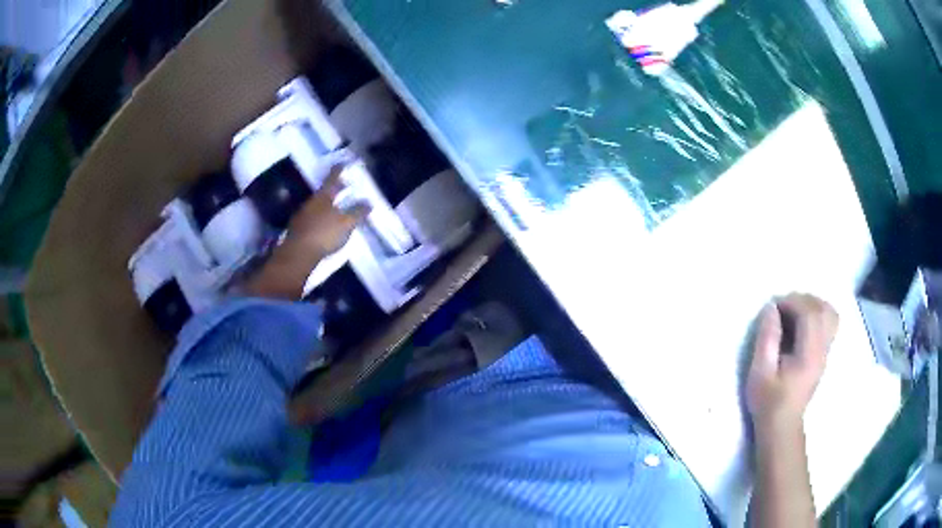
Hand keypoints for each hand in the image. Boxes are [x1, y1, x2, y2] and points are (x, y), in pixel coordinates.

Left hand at [244, 165, 369, 299]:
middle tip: (343, 187)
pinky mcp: (297, 230)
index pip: (333, 179)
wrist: (298, 255)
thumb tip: (368, 202)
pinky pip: (311, 219)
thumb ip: (358, 212)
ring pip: (316, 206)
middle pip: (323, 192)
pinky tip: (324, 226)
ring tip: (336, 209)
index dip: (338, 171)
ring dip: (326, 206)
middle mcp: (311, 203)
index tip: (342, 163)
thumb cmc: (324, 234)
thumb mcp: (346, 223)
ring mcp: (302, 216)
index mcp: (323, 197)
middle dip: (333, 190)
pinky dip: (320, 219)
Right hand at [746, 294, 838, 434]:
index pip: (809, 314)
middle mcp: (822, 349)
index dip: (792, 302)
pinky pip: (829, 322)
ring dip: (812, 304)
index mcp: (808, 355)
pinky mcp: (824, 353)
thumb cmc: (768, 401)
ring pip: (830, 313)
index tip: (773, 306)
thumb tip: (771, 308)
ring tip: (793, 311)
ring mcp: (826, 351)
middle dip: (802, 300)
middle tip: (782, 307)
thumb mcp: (760, 372)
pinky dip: (817, 313)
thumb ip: (767, 338)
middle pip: (823, 309)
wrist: (783, 425)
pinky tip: (802, 321)